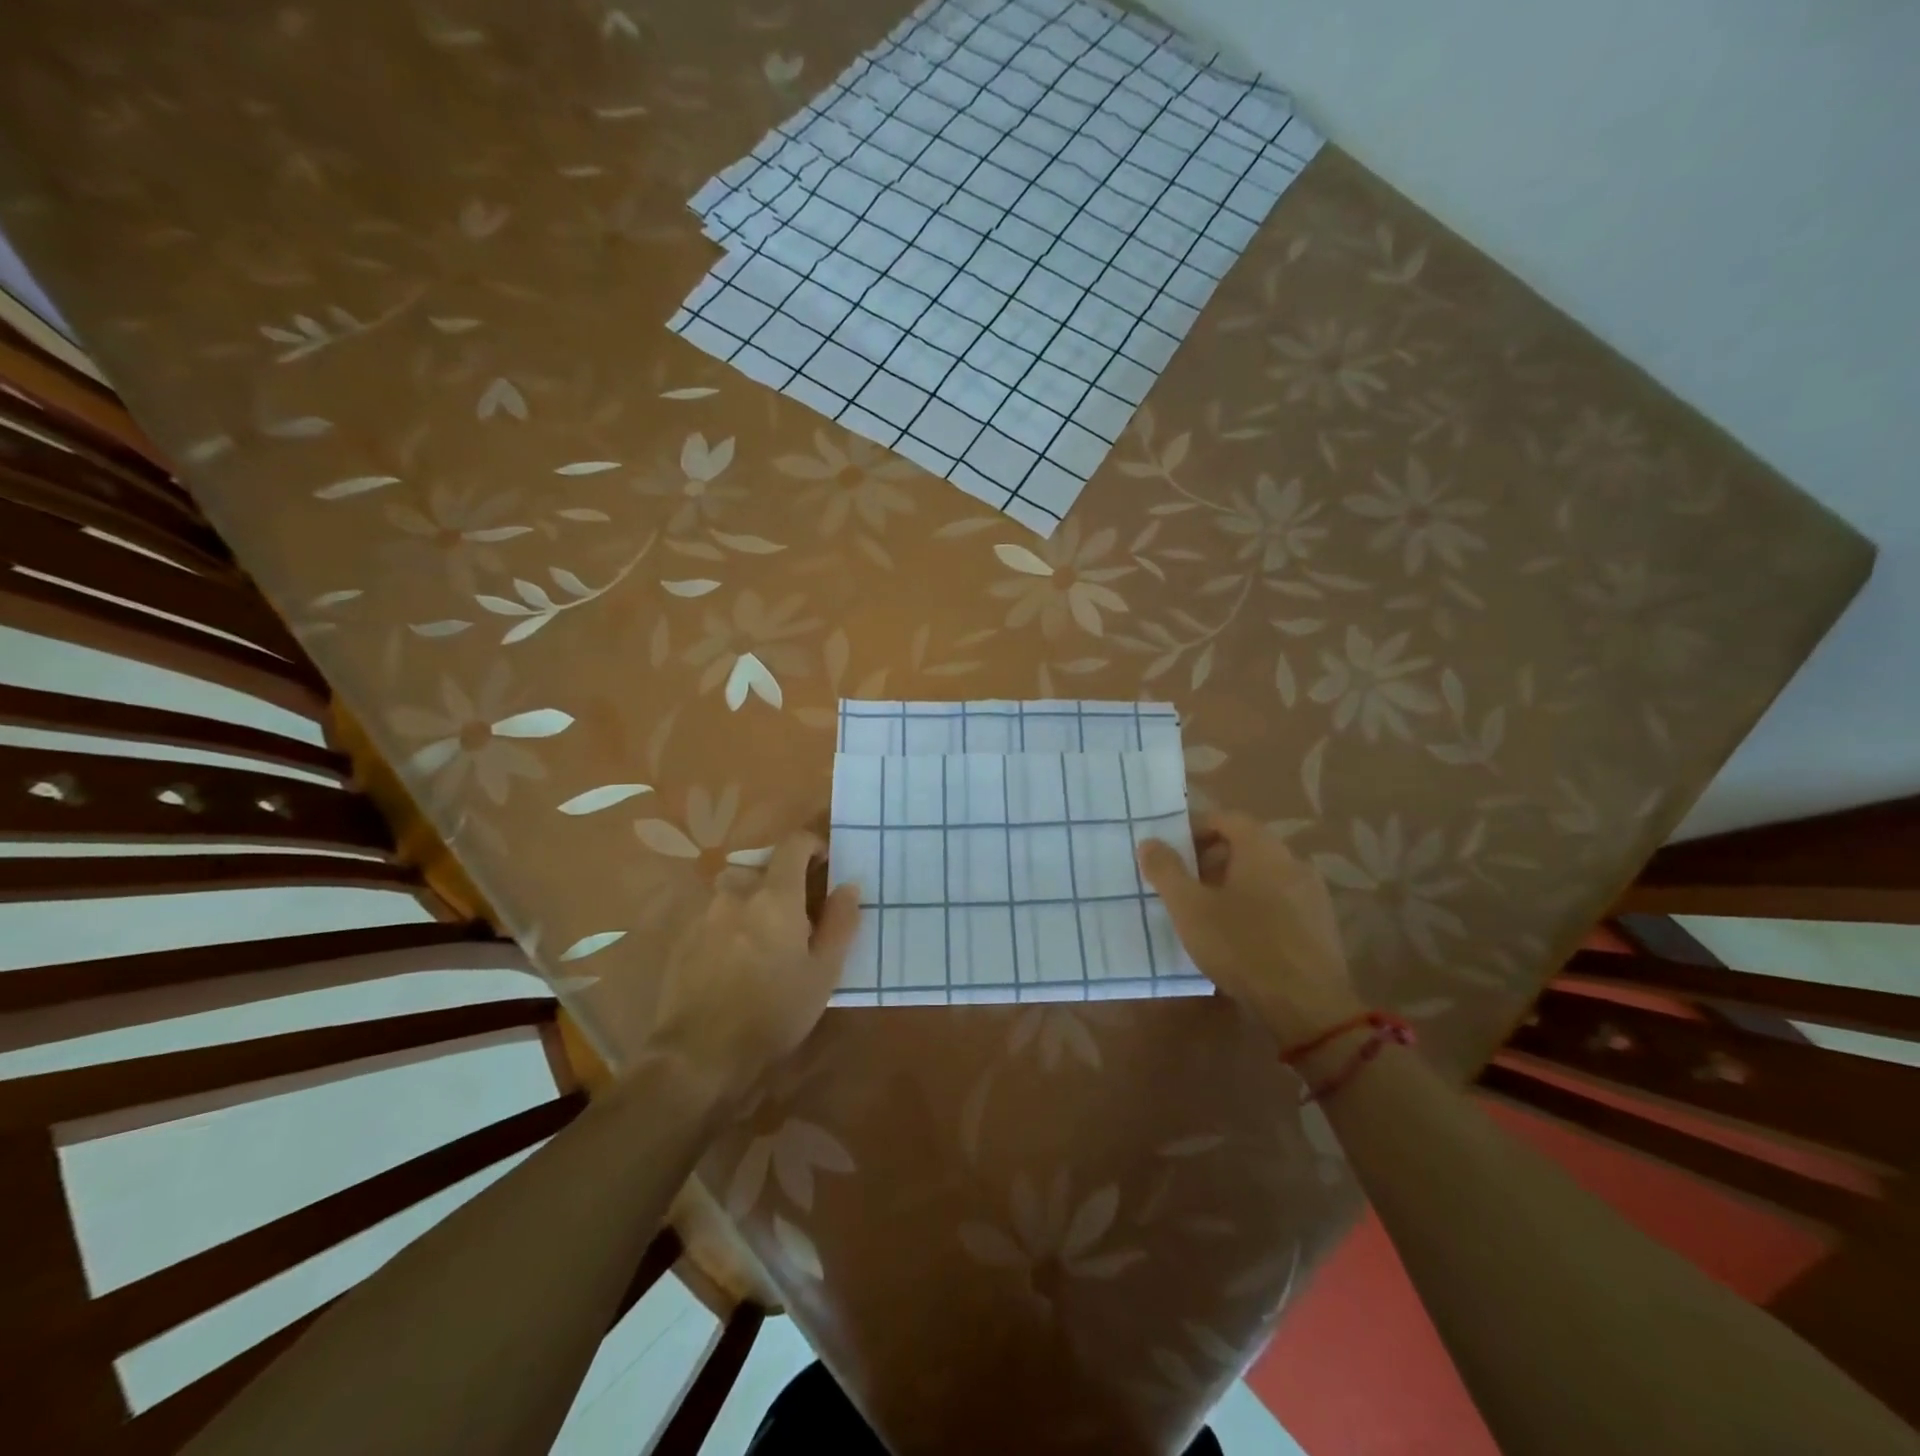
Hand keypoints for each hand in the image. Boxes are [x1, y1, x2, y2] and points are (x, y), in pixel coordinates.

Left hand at [649, 831, 861, 1101]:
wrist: (698, 1055)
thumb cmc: (773, 1013)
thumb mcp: (822, 974)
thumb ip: (840, 923)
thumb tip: (848, 885)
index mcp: (775, 896)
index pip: (794, 844)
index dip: (813, 845)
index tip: (825, 865)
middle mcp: (736, 894)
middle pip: (761, 867)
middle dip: (781, 882)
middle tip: (797, 917)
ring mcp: (704, 915)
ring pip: (734, 892)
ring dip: (752, 904)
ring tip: (762, 942)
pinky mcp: (682, 939)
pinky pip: (712, 916)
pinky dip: (728, 926)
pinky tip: (733, 963)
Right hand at [1138, 810, 1362, 1048]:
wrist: (1307, 1006)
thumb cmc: (1241, 945)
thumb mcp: (1189, 907)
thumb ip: (1166, 870)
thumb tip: (1149, 842)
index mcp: (1262, 848)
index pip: (1226, 818)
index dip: (1195, 828)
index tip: (1171, 851)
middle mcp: (1292, 860)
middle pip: (1246, 845)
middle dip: (1211, 859)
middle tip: (1184, 884)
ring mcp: (1312, 893)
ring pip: (1264, 875)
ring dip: (1233, 884)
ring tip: (1207, 913)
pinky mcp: (1321, 925)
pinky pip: (1280, 901)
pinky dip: (1256, 906)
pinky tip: (1239, 938)